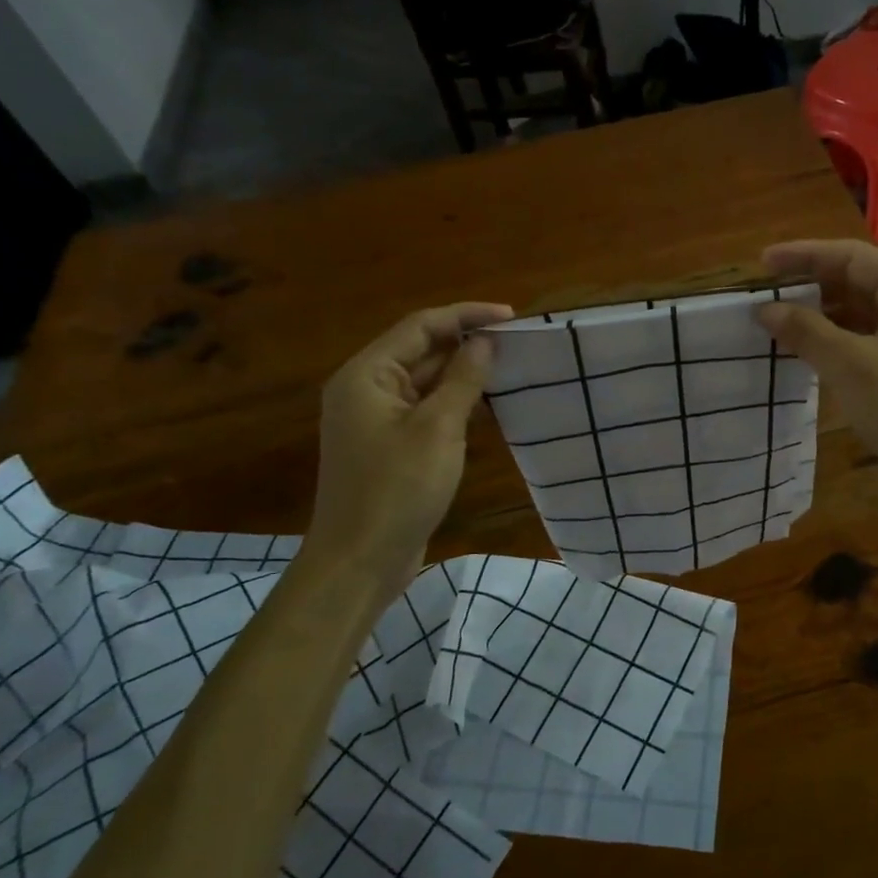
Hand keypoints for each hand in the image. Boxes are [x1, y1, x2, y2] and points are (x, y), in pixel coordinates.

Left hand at [307, 302, 513, 576]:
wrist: (360, 561)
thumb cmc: (397, 489)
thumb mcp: (438, 429)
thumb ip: (463, 379)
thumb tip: (484, 341)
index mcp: (366, 375)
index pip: (420, 326)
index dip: (466, 316)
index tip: (511, 317)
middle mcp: (366, 390)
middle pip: (420, 351)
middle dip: (466, 344)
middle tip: (517, 343)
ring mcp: (377, 420)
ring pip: (426, 383)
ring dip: (464, 375)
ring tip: (510, 369)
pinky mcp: (390, 446)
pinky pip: (426, 411)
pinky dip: (456, 404)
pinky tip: (490, 408)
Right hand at [756, 240, 877, 482]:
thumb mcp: (849, 365)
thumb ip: (806, 331)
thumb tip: (765, 309)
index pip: (849, 256)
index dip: (802, 256)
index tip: (761, 264)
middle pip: (857, 280)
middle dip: (810, 287)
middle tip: (766, 297)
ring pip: (862, 311)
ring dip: (822, 316)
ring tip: (779, 325)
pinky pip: (870, 336)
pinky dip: (838, 339)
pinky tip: (809, 352)